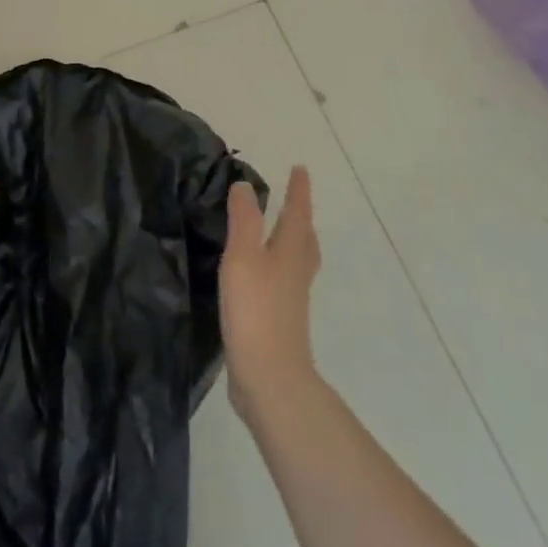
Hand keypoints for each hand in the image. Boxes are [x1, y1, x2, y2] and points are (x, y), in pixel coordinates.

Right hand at [219, 165, 320, 422]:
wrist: (269, 377)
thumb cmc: (256, 310)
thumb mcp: (243, 257)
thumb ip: (243, 220)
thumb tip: (246, 185)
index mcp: (289, 254)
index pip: (297, 214)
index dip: (298, 192)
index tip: (300, 169)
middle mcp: (295, 274)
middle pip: (305, 240)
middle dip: (300, 219)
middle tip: (296, 203)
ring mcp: (290, 301)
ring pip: (297, 263)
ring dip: (292, 244)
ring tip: (281, 236)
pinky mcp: (279, 322)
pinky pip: (283, 284)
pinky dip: (277, 270)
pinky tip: (261, 278)